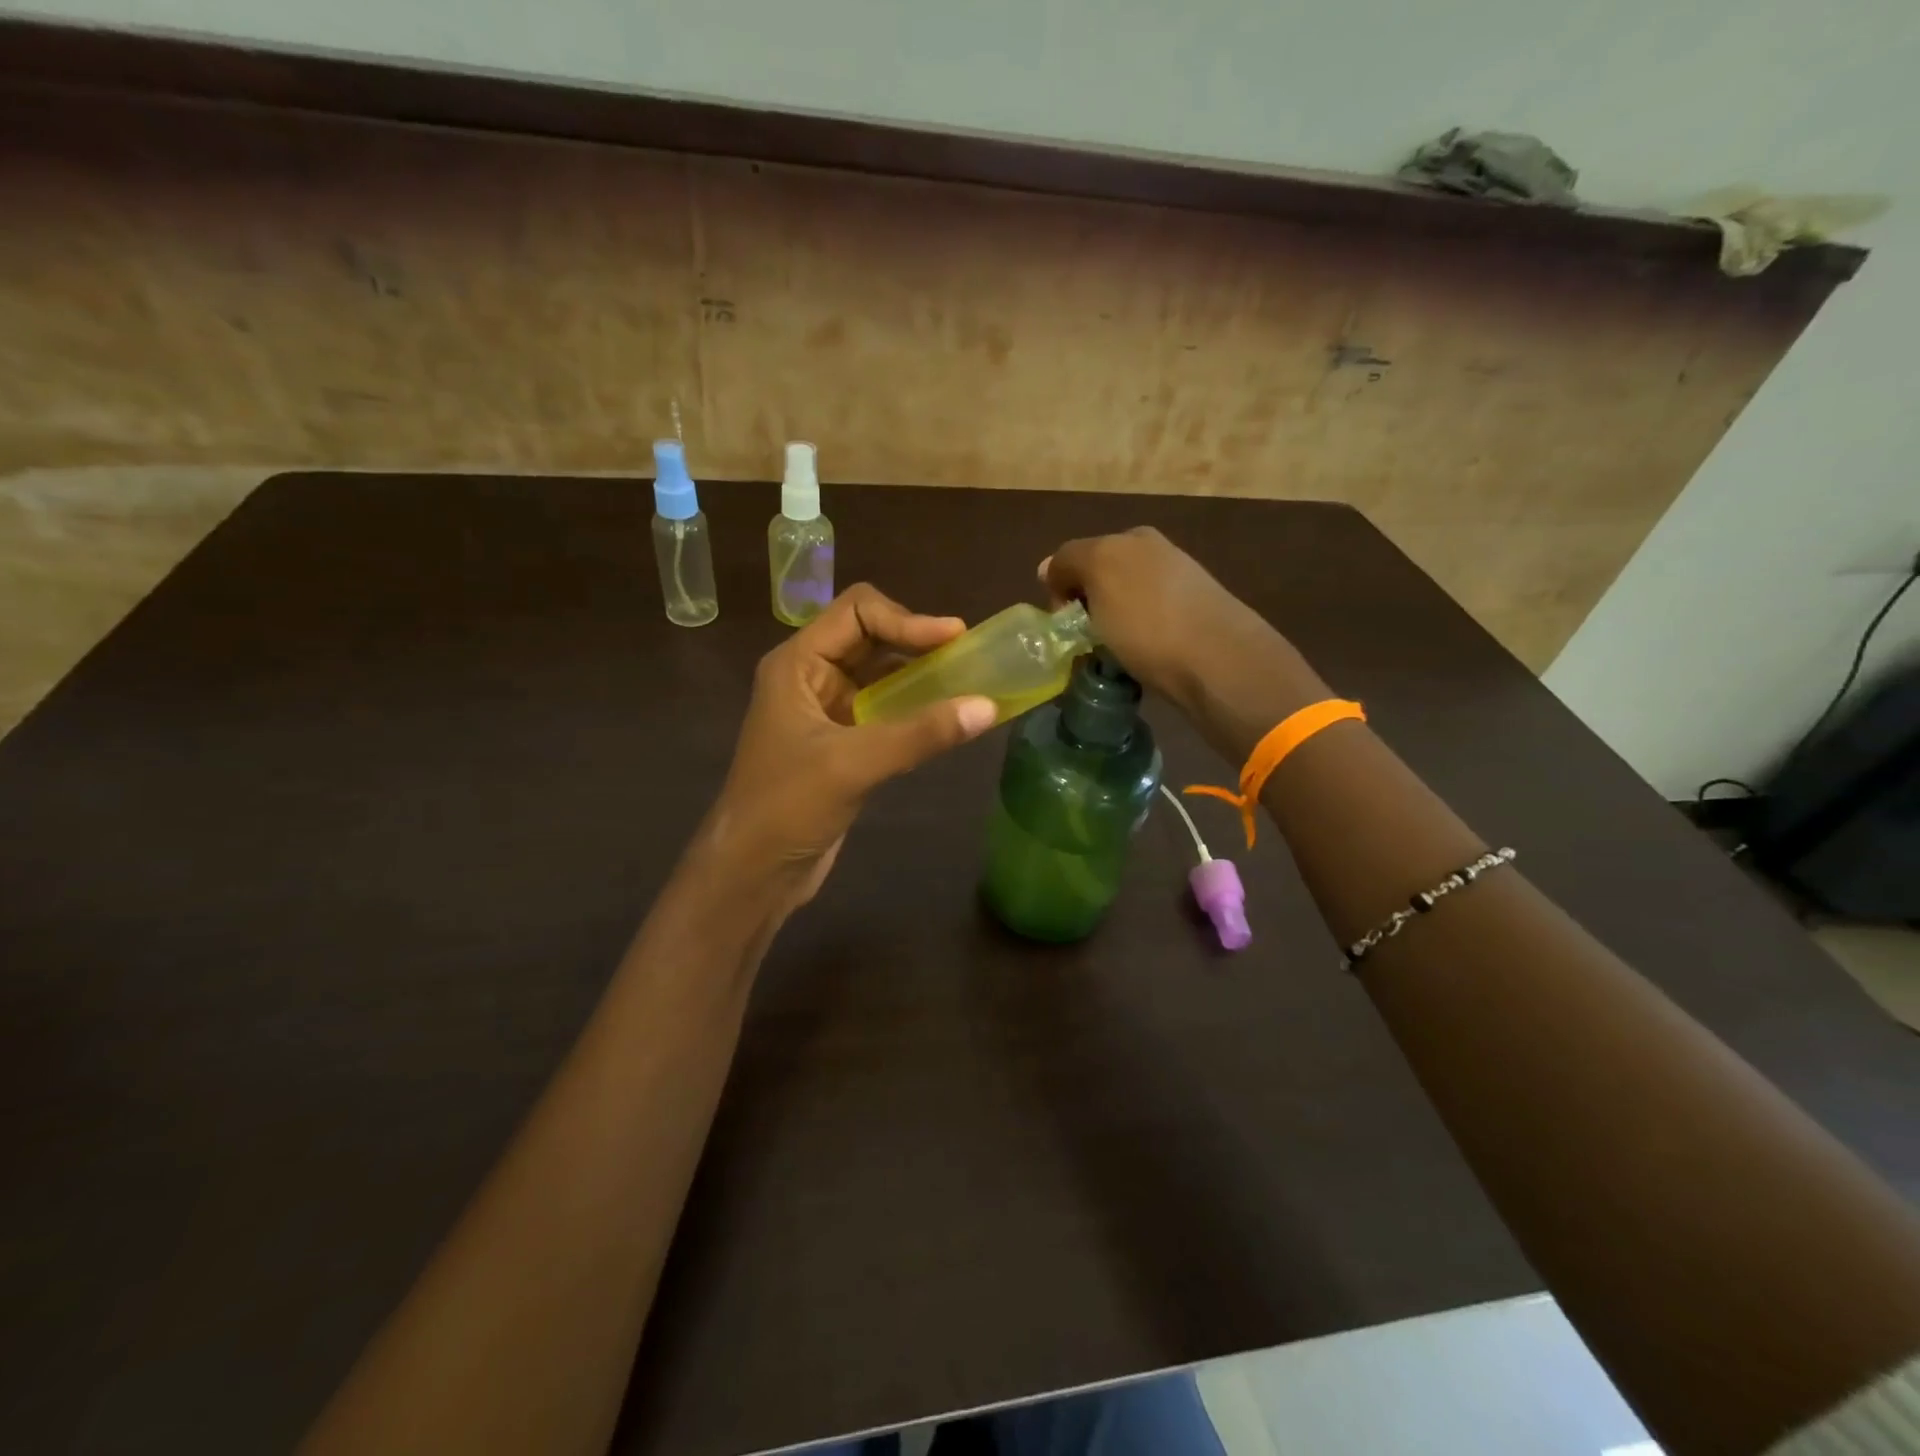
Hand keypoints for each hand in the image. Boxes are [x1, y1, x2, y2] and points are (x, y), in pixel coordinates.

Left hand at [698, 584, 996, 911]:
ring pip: (880, 674)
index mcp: (797, 664)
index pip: (856, 611)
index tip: (955, 638)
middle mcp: (811, 677)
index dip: (907, 618)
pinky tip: (946, 719)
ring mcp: (826, 710)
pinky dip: (915, 708)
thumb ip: (920, 734)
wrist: (753, 873)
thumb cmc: (787, 807)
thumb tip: (988, 707)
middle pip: (870, 636)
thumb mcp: (853, 764)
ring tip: (967, 682)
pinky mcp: (842, 743)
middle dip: (917, 641)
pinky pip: (884, 710)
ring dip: (920, 675)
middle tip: (969, 657)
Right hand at [1041, 527, 1328, 760]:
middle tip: (1083, 641)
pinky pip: (1147, 626)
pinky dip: (1136, 640)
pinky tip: (1141, 659)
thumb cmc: (1147, 620)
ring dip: (1110, 626)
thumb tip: (1049, 567)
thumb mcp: (1098, 575)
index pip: (1075, 556)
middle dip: (1087, 607)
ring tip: (1112, 655)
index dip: (1060, 589)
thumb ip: (1068, 563)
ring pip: (1124, 604)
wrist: (1217, 662)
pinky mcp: (1195, 619)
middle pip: (1102, 579)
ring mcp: (1179, 586)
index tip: (1063, 625)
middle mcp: (1156, 553)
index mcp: (1132, 537)